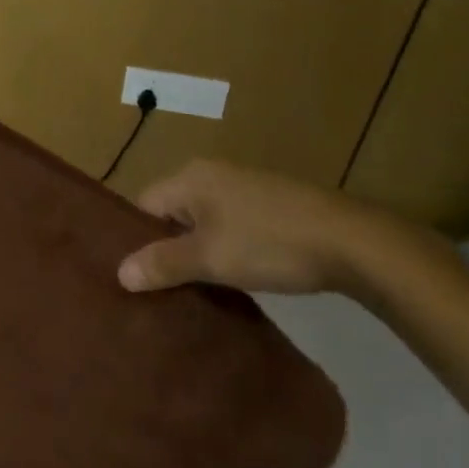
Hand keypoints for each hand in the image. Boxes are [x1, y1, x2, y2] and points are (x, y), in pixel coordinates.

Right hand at [117, 160, 396, 296]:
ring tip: (192, 294)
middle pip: (171, 213)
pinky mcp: (266, 205)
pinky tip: (230, 281)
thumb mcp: (211, 258)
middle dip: (166, 250)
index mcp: (189, 177)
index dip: (137, 241)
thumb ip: (164, 264)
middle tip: (160, 293)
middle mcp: (209, 174)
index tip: (137, 280)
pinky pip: (226, 226)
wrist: (348, 239)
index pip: (144, 206)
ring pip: (201, 222)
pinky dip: (222, 250)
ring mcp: (240, 187)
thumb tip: (120, 272)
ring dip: (196, 254)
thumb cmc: (268, 242)